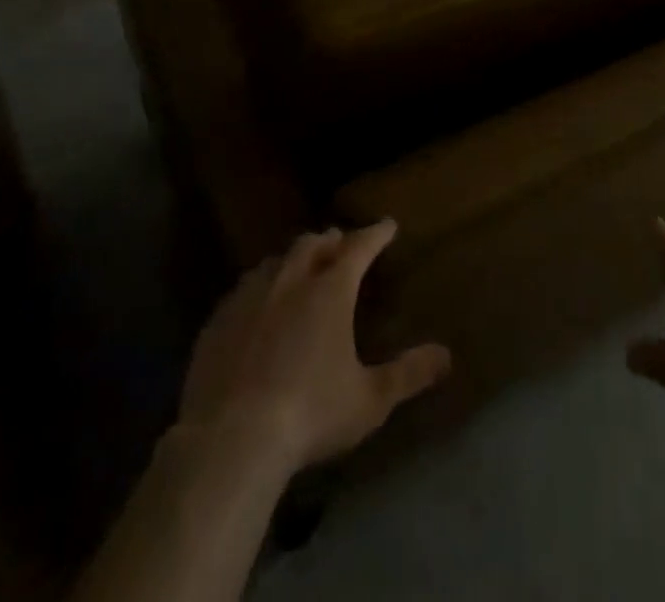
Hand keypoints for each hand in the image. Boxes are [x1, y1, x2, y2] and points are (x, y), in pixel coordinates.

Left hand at [179, 221, 450, 474]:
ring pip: (274, 262)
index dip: (376, 233)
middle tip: (340, 243)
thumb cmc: (310, 414)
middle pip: (313, 244)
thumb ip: (408, 374)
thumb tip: (446, 355)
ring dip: (292, 260)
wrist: (230, 440)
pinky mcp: (217, 322)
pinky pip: (241, 291)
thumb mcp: (369, 400)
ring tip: (299, 268)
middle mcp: (290, 281)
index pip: (359, 246)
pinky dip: (258, 288)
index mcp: (330, 291)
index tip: (387, 225)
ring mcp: (249, 298)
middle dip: (330, 240)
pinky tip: (255, 306)